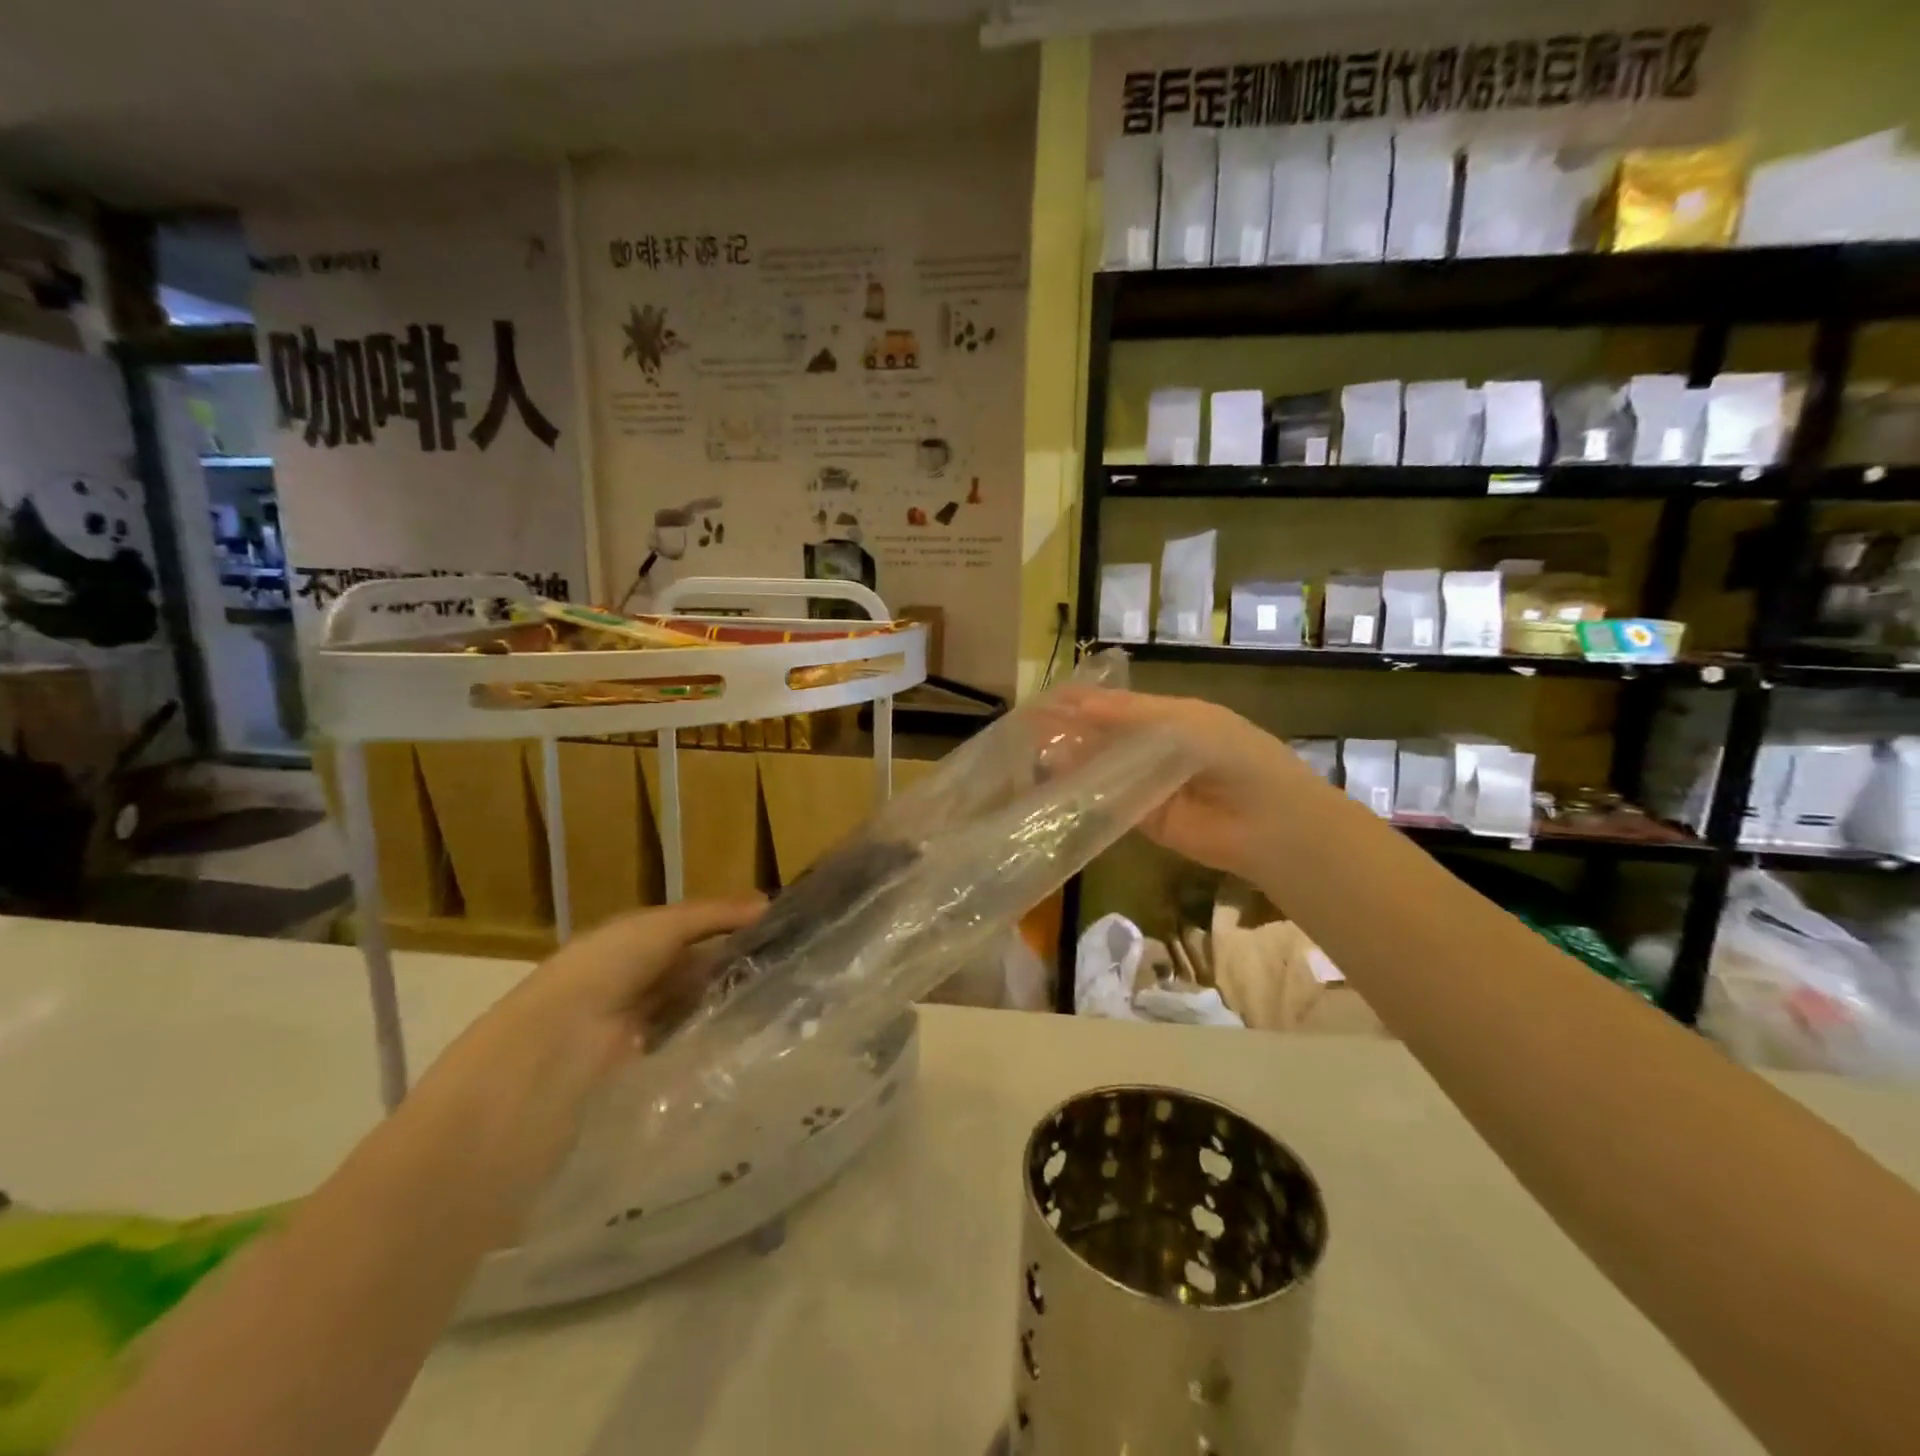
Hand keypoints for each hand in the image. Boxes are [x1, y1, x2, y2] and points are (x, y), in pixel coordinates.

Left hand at [408, 899, 764, 1207]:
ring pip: (693, 1005)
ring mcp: (636, 1025)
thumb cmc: (604, 971)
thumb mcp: (659, 927)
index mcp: (632, 941)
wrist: (550, 1052)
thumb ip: (711, 916)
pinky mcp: (641, 1066)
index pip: (693, 930)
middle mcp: (633, 979)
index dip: (733, 927)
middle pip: (694, 968)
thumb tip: (767, 904)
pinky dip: (711, 1035)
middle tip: (793, 968)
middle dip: (735, 965)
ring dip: (726, 1002)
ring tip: (782, 1002)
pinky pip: (686, 1041)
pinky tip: (747, 1035)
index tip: (783, 932)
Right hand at [1046, 687, 1313, 882]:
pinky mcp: (1144, 820)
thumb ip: (1130, 715)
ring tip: (1031, 752)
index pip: (1117, 706)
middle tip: (1028, 727)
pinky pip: (1108, 803)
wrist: (1271, 822)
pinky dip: (1084, 794)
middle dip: (1071, 730)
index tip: (1045, 699)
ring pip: (1102, 770)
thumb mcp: (1185, 722)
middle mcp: (1155, 750)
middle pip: (1105, 737)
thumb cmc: (1234, 756)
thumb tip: (1075, 704)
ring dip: (1072, 761)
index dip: (1083, 701)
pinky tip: (1055, 784)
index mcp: (1171, 718)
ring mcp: (1148, 785)